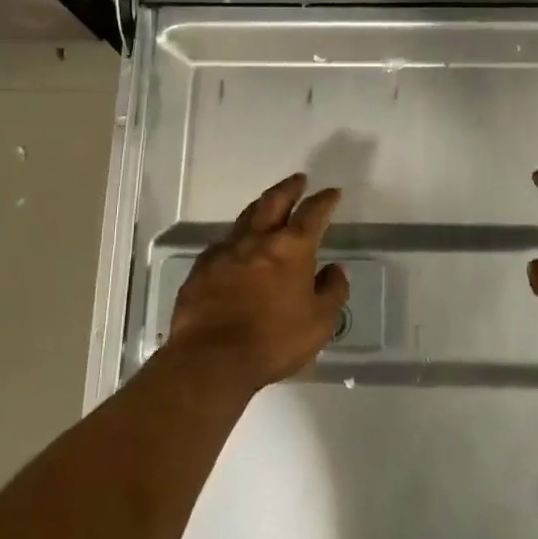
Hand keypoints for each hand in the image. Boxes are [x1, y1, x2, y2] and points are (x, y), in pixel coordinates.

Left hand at [165, 172, 348, 393]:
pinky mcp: (201, 269)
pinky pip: (222, 244)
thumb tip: (336, 269)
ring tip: (269, 204)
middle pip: (274, 202)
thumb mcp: (319, 322)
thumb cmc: (274, 340)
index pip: (312, 213)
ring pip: (245, 218)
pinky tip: (236, 247)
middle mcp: (258, 240)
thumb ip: (332, 291)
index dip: (324, 200)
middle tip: (298, 179)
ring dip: (261, 207)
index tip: (331, 192)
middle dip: (289, 188)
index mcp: (291, 248)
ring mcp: (225, 252)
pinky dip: (236, 238)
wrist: (211, 359)